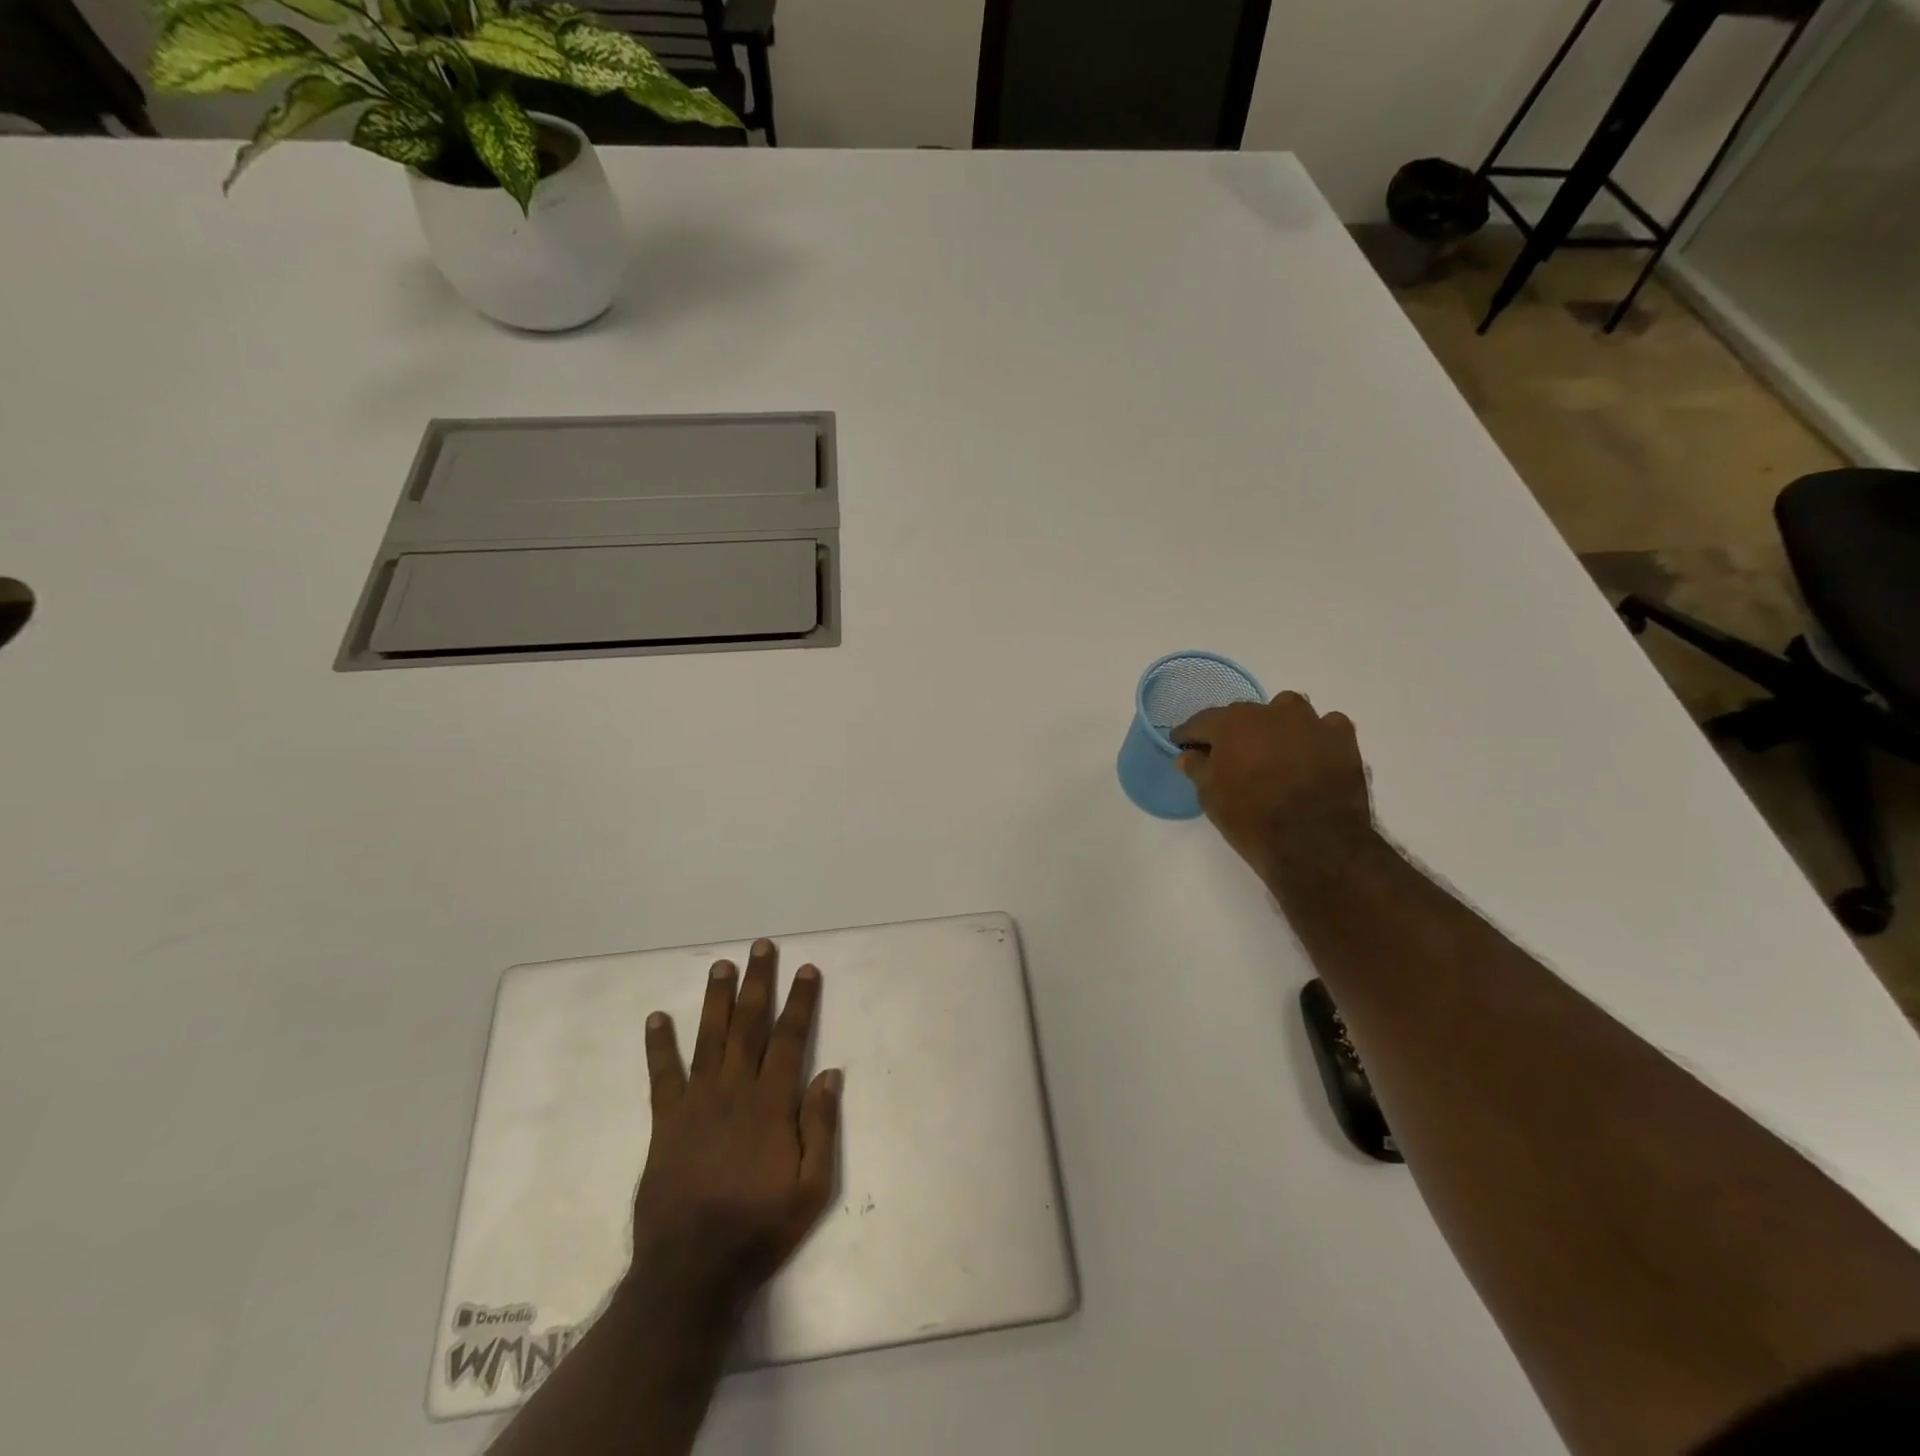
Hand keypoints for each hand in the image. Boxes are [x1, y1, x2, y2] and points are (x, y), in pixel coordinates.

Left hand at [631, 939, 841, 1321]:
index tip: (806, 969)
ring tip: (721, 966)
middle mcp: (734, 1091)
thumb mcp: (812, 1189)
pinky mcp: (666, 1122)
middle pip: (749, 1025)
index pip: (790, 1038)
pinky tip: (657, 1018)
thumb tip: (830, 1073)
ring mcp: (696, 1103)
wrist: (691, 1272)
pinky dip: (659, 1045)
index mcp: (771, 1104)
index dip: (800, 1001)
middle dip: (757, 982)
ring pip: (709, 1037)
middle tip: (761, 947)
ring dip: (716, 999)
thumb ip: (821, 1128)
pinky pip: (662, 1075)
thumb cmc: (759, 1229)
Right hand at [1175, 691, 1375, 886]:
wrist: (1314, 843)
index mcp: (1232, 723)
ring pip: (1286, 710)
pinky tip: (1311, 754)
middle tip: (1229, 755)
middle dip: (1233, 731)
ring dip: (1276, 725)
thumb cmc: (1251, 819)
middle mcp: (1270, 712)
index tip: (1182, 743)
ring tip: (1274, 750)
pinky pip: (1325, 725)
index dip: (1190, 734)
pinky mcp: (1342, 738)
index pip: (1202, 721)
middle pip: (1243, 714)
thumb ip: (1197, 768)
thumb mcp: (1210, 796)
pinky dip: (1315, 736)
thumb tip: (1188, 754)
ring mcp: (1310, 721)